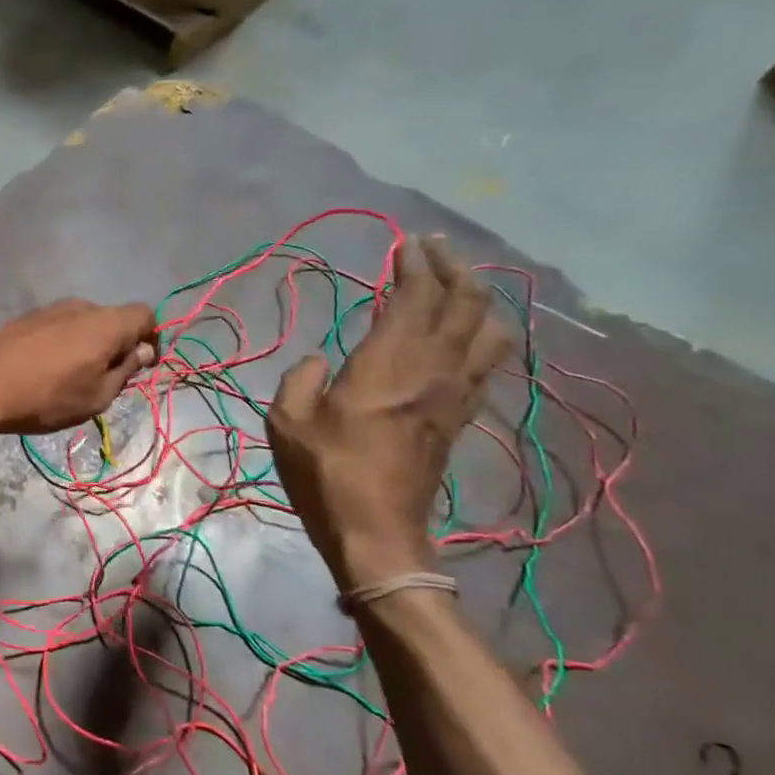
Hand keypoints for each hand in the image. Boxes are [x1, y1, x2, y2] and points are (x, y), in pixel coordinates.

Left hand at [0, 300, 157, 438]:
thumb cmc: (47, 395)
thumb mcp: (97, 396)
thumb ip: (125, 371)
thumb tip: (141, 351)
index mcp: (107, 322)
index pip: (144, 315)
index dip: (151, 338)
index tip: (143, 365)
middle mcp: (81, 307)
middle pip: (112, 319)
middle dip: (117, 345)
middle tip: (108, 380)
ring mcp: (50, 309)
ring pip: (83, 324)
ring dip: (88, 346)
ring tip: (73, 380)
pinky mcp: (25, 319)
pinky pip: (58, 329)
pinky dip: (63, 346)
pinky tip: (46, 372)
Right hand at [265, 236, 509, 592]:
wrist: (376, 530)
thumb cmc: (325, 472)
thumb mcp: (287, 421)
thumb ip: (300, 378)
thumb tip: (320, 361)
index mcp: (387, 363)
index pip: (415, 297)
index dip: (413, 265)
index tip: (405, 243)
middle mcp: (432, 369)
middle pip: (463, 303)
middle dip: (452, 267)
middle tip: (434, 248)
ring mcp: (453, 394)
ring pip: (488, 330)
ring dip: (478, 298)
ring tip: (460, 283)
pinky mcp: (459, 417)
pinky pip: (486, 363)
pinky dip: (484, 335)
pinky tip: (471, 332)